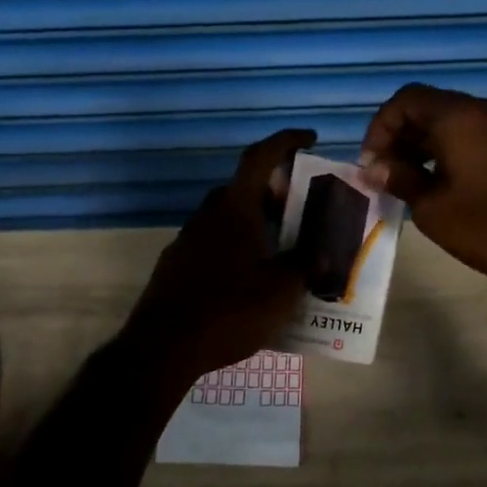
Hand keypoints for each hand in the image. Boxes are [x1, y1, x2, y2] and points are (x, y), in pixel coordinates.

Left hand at [121, 128, 314, 385]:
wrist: (163, 348)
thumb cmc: (229, 311)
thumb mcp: (281, 290)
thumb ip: (306, 265)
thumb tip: (323, 252)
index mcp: (234, 209)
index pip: (259, 158)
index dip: (285, 141)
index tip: (309, 138)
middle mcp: (207, 216)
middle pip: (243, 188)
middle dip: (273, 190)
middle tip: (299, 207)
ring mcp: (187, 240)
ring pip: (226, 218)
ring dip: (254, 221)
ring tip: (281, 245)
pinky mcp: (176, 266)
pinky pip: (213, 243)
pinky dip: (236, 246)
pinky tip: (250, 277)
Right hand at [358, 84, 486, 293]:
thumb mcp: (434, 208)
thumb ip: (400, 180)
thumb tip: (373, 169)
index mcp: (459, 117)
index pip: (406, 100)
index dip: (380, 128)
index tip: (372, 165)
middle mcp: (484, 111)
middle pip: (428, 107)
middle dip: (399, 137)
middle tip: (386, 176)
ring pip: (451, 122)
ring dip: (423, 146)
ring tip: (409, 184)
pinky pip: (473, 135)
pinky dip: (448, 152)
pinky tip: (442, 186)